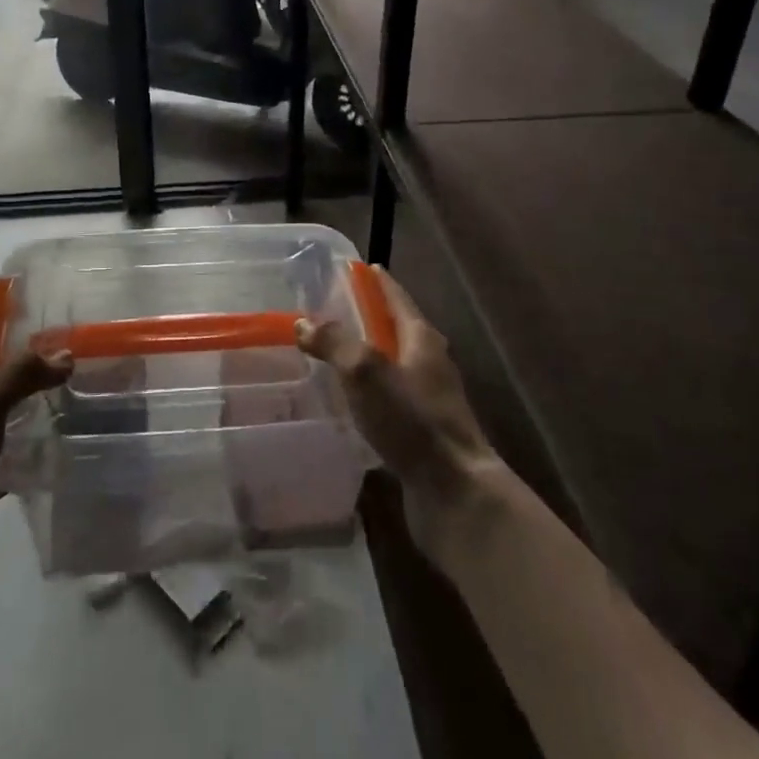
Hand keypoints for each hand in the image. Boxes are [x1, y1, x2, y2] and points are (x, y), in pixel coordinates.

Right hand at [299, 268, 501, 537]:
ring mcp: (429, 399)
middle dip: (368, 318)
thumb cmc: (412, 420)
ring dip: (367, 357)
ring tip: (333, 355)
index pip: (396, 298)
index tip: (358, 267)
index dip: (377, 282)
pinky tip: (349, 403)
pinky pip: (390, 399)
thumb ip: (334, 343)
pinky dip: (370, 392)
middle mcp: (430, 363)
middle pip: (396, 329)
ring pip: (393, 366)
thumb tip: (304, 322)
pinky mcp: (422, 431)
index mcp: (422, 339)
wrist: (454, 491)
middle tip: (333, 311)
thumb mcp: (366, 371)